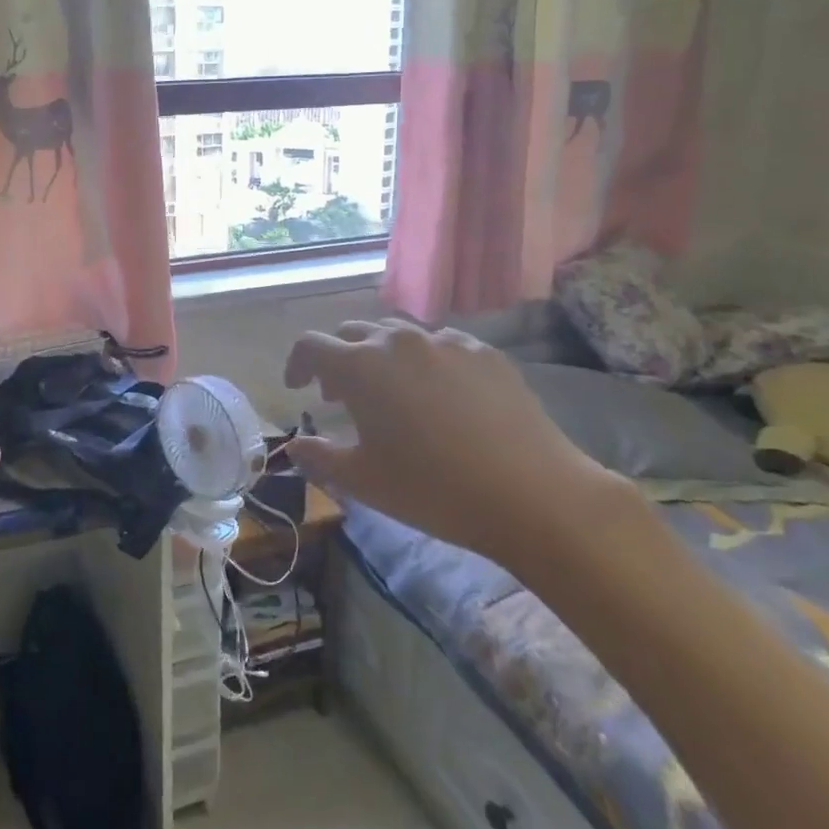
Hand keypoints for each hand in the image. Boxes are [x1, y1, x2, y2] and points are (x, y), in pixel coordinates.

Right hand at [282, 320, 621, 574]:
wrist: (534, 495)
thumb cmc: (433, 489)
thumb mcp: (363, 482)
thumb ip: (318, 457)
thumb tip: (294, 446)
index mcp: (360, 366)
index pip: (311, 345)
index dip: (297, 363)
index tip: (298, 388)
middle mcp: (397, 341)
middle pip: (352, 333)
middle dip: (338, 359)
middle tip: (341, 395)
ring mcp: (445, 342)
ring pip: (397, 335)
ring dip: (380, 357)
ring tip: (392, 394)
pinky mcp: (484, 352)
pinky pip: (440, 345)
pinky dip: (424, 362)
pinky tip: (441, 397)